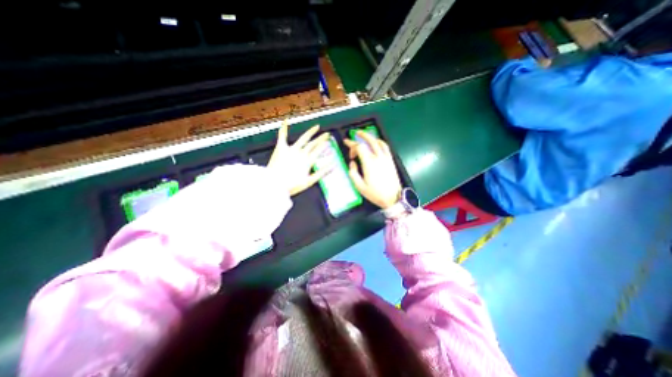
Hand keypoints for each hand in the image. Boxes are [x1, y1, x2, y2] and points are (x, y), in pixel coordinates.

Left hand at [268, 121, 329, 197]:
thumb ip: (322, 173)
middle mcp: (301, 153)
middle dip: (321, 139)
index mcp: (308, 161)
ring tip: (316, 127)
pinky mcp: (281, 148)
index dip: (324, 146)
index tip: (329, 142)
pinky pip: (282, 136)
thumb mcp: (309, 181)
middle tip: (327, 134)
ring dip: (311, 132)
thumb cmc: (292, 185)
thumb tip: (333, 166)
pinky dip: (284, 128)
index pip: (319, 151)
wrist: (274, 184)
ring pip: (303, 138)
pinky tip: (286, 121)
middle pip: (313, 144)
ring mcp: (291, 149)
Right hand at [346, 131, 396, 208]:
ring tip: (365, 137)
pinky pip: (386, 147)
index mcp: (369, 163)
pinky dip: (380, 142)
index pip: (359, 147)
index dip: (352, 145)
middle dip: (362, 135)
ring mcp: (386, 158)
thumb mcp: (359, 186)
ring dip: (371, 137)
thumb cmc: (375, 193)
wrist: (393, 198)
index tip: (348, 149)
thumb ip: (353, 173)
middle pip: (370, 141)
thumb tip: (352, 163)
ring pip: (379, 142)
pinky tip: (377, 143)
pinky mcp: (391, 160)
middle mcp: (378, 158)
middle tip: (356, 133)